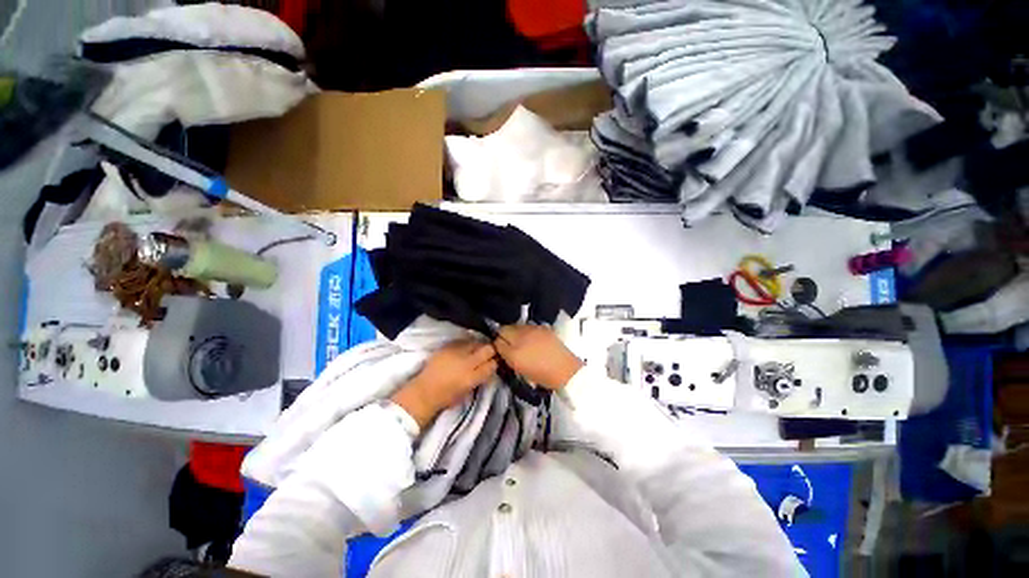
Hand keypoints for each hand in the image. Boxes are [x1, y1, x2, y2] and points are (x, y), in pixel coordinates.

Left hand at [391, 341, 497, 427]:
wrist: (424, 391)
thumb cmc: (446, 397)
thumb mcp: (468, 391)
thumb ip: (480, 378)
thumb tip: (488, 368)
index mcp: (472, 377)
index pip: (492, 364)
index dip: (495, 363)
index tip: (494, 363)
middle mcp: (467, 363)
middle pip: (487, 349)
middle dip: (490, 351)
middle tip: (489, 353)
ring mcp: (456, 352)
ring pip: (476, 342)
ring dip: (478, 346)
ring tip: (476, 350)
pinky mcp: (447, 346)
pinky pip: (463, 341)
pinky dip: (466, 344)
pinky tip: (464, 349)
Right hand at [494, 325, 583, 389]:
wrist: (565, 371)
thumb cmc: (537, 369)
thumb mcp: (514, 362)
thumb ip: (502, 348)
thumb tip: (497, 340)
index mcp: (517, 333)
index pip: (501, 330)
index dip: (499, 340)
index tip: (501, 351)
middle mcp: (527, 327)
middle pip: (512, 328)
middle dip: (510, 338)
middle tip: (513, 353)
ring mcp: (540, 329)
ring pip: (523, 330)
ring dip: (521, 337)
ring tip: (525, 351)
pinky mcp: (549, 333)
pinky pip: (534, 333)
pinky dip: (532, 338)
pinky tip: (536, 349)